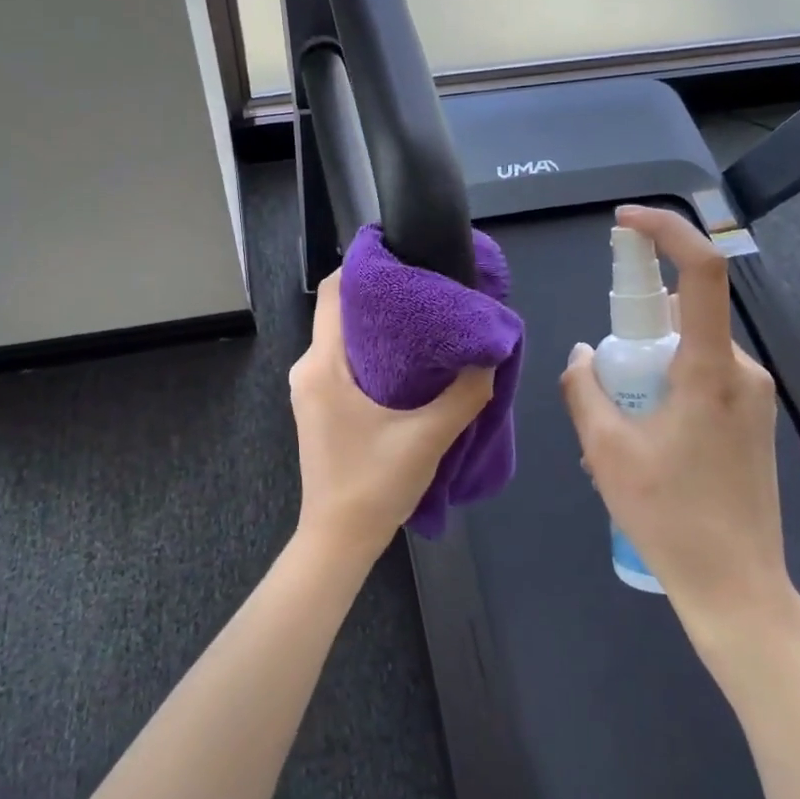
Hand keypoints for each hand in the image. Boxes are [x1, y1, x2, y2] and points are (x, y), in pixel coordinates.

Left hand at [290, 271, 495, 565]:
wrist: (338, 541)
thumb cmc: (374, 484)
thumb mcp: (428, 437)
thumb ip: (465, 395)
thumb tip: (491, 357)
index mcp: (322, 365)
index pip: (334, 293)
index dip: (364, 268)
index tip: (403, 257)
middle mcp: (308, 368)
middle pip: (341, 314)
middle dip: (381, 298)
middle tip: (428, 291)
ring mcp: (310, 389)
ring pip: (342, 340)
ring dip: (379, 329)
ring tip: (425, 324)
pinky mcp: (319, 407)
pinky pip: (342, 363)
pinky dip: (373, 354)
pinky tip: (408, 363)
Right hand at [559, 205, 799, 650]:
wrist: (738, 589)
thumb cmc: (669, 517)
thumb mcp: (605, 450)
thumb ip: (586, 388)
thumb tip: (584, 353)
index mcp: (711, 370)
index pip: (701, 273)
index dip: (666, 232)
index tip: (624, 223)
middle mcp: (743, 371)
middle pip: (685, 315)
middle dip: (636, 327)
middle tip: (603, 377)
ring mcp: (754, 397)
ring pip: (691, 349)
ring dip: (648, 364)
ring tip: (618, 425)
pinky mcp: (754, 419)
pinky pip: (703, 377)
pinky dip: (666, 386)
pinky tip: (643, 439)